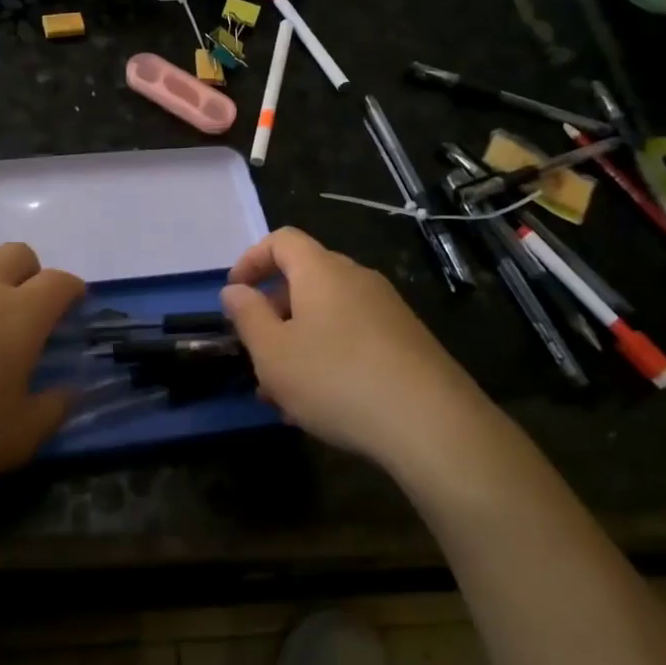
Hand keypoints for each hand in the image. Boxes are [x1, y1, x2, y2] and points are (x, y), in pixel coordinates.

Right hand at [221, 227, 491, 468]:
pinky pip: (353, 337)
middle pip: (305, 280)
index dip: (251, 260)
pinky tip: (323, 404)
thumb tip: (234, 290)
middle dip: (273, 313)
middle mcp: (357, 279)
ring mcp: (387, 309)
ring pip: (328, 316)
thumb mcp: (273, 353)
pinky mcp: (406, 341)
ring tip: (283, 394)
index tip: (234, 295)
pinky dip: (328, 357)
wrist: (432, 424)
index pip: (281, 240)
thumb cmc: (336, 379)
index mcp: (321, 270)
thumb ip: (248, 316)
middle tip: (256, 354)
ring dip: (298, 344)